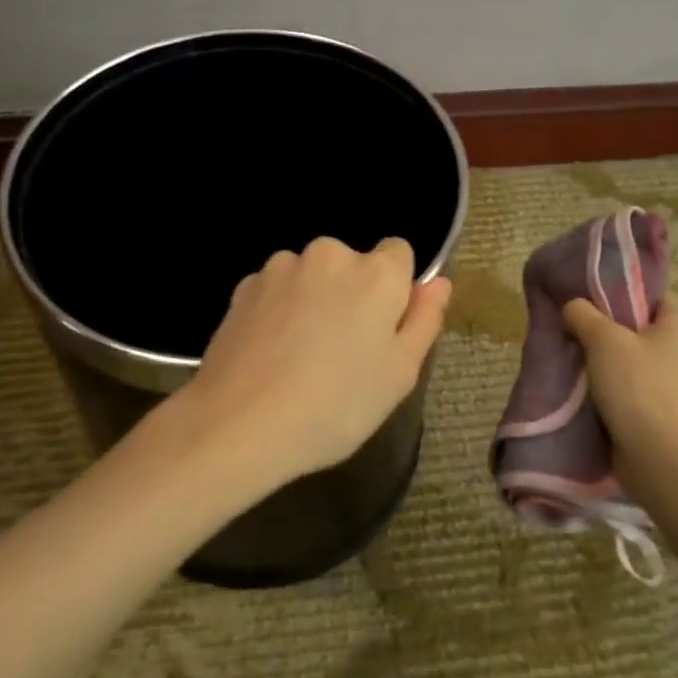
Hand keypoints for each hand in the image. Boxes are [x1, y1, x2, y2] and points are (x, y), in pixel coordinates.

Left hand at [174, 237, 451, 493]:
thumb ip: (424, 320)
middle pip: (353, 265)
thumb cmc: (336, 406)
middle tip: (343, 352)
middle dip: (352, 294)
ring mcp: (282, 266)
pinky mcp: (244, 285)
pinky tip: (270, 354)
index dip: (395, 290)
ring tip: (301, 357)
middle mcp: (329, 254)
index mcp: (376, 273)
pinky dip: (280, 310)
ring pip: (312, 276)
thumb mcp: (399, 374)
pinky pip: (278, 290)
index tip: (382, 330)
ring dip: (314, 300)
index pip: (399, 254)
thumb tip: (438, 282)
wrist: (239, 424)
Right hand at [562, 293, 677, 466]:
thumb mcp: (602, 339)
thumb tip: (573, 306)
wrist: (659, 458)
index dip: (619, 295)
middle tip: (577, 333)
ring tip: (580, 365)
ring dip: (612, 363)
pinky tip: (594, 393)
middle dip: (611, 332)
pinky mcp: (674, 414)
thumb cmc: (637, 386)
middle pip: (643, 329)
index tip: (588, 303)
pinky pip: (641, 389)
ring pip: (640, 361)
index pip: (651, 296)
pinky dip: (620, 389)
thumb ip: (583, 314)